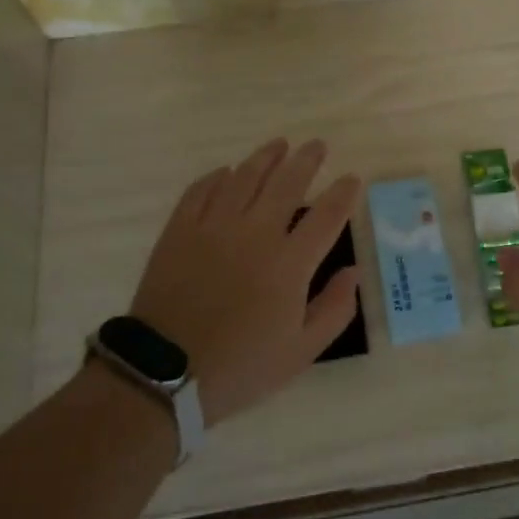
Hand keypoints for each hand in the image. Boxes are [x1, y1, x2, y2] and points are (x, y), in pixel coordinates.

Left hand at [126, 138, 359, 424]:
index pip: (327, 215)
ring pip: (245, 177)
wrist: (164, 374)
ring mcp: (215, 227)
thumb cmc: (240, 367)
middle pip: (287, 183)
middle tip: (317, 146)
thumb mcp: (301, 352)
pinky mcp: (180, 230)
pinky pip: (201, 190)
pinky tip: (227, 172)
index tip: (352, 179)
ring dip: (266, 157)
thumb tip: (353, 271)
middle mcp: (256, 233)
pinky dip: (217, 177)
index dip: (344, 194)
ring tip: (279, 145)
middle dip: (307, 160)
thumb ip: (334, 309)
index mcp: (290, 263)